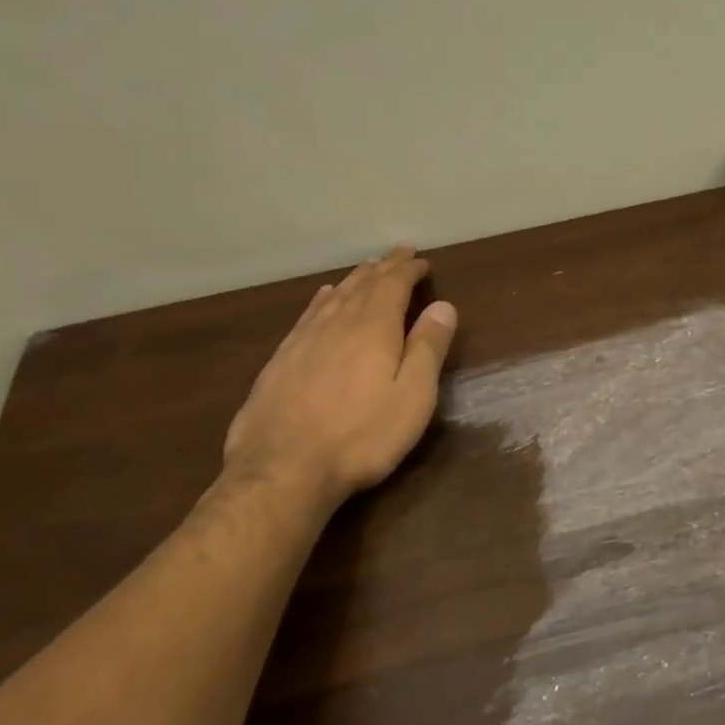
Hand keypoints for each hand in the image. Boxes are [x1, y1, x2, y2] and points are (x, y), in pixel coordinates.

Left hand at [221, 248, 458, 509]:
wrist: (281, 470)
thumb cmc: (360, 436)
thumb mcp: (412, 397)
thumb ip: (427, 349)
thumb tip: (443, 306)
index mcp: (373, 328)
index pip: (394, 285)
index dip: (409, 270)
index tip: (422, 261)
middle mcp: (338, 323)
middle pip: (364, 284)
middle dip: (384, 267)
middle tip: (399, 253)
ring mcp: (304, 339)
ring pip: (335, 296)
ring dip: (356, 279)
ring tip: (368, 268)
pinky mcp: (281, 359)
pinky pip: (309, 314)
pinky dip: (324, 299)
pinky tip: (324, 297)